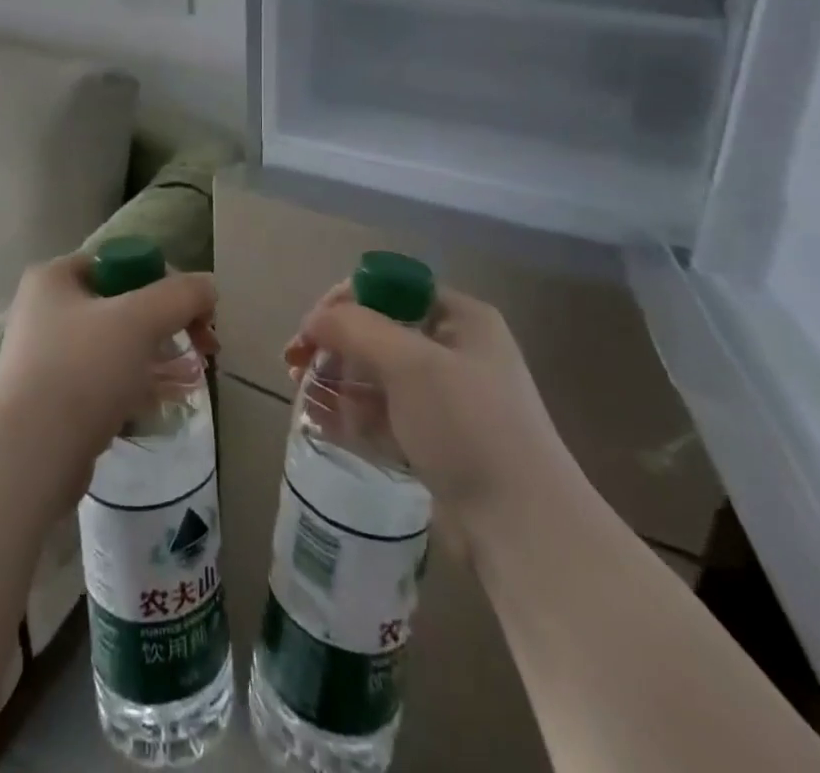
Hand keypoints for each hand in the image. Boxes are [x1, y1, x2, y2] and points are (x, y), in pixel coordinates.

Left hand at [0, 253, 218, 501]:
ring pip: (118, 345)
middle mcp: (47, 309)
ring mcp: (49, 356)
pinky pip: (107, 381)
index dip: (164, 282)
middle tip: (206, 347)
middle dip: (169, 324)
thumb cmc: (82, 370)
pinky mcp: (56, 398)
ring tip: (195, 377)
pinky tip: (169, 401)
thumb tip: (209, 285)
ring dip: (159, 356)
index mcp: (54, 277)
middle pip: (124, 304)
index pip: (122, 262)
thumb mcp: (139, 320)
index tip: (198, 313)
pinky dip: (138, 386)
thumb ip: (180, 295)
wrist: (30, 456)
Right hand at [284, 283, 586, 555]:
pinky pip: (383, 414)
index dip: (346, 300)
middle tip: (294, 363)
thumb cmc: (469, 427)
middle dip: (334, 343)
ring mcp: (445, 399)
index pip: (390, 287)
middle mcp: (454, 350)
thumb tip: (313, 320)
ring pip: (376, 374)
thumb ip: (355, 328)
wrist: (525, 532)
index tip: (311, 327)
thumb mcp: (410, 363)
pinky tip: (320, 421)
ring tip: (301, 394)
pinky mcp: (435, 440)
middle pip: (378, 330)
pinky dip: (351, 413)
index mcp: (461, 319)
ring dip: (336, 378)